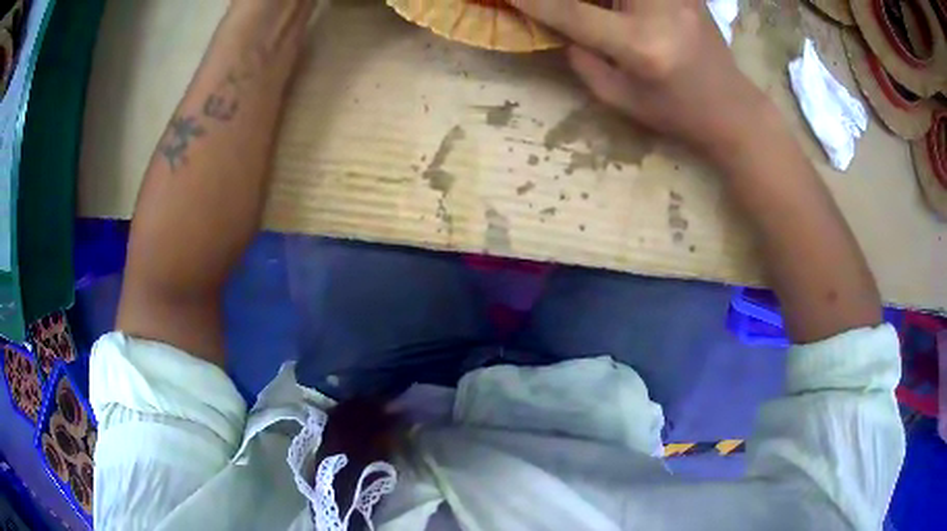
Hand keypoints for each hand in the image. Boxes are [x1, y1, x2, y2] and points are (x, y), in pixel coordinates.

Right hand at [510, 0, 768, 157]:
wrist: (733, 107)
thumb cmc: (676, 112)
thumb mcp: (620, 98)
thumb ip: (581, 57)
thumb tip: (554, 21)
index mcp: (641, 45)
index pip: (571, 11)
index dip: (532, 0)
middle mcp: (659, 8)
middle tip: (553, 5)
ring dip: (597, 1)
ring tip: (596, 15)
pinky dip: (620, 0)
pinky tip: (618, 10)